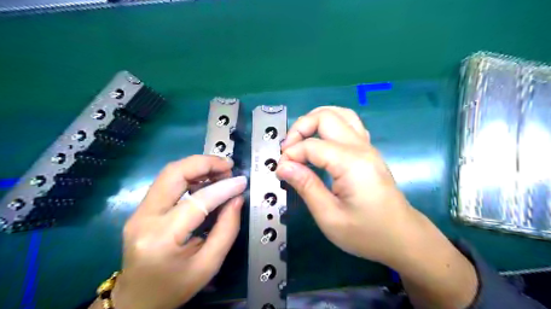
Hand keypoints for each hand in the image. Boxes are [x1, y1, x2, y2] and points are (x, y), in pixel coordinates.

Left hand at [110, 155, 245, 308]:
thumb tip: (237, 198)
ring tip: (220, 171)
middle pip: (174, 174)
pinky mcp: (141, 209)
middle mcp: (143, 219)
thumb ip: (227, 229)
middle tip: (228, 165)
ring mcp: (138, 212)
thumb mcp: (209, 265)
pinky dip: (189, 174)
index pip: (197, 202)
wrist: (136, 300)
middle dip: (205, 163)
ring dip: (197, 166)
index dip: (223, 188)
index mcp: (161, 239)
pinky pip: (167, 182)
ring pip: (169, 173)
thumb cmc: (174, 288)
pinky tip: (206, 179)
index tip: (242, 181)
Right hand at [278, 107, 475, 308]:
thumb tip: (283, 166)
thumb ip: (306, 186)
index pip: (312, 145)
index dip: (291, 155)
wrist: (403, 237)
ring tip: (301, 139)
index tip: (281, 171)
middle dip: (300, 128)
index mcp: (351, 163)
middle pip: (326, 116)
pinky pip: (348, 124)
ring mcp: (367, 146)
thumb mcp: (330, 217)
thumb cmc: (367, 233)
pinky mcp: (368, 150)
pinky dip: (330, 125)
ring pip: (339, 113)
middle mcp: (360, 147)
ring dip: (315, 120)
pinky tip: (321, 141)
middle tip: (288, 151)